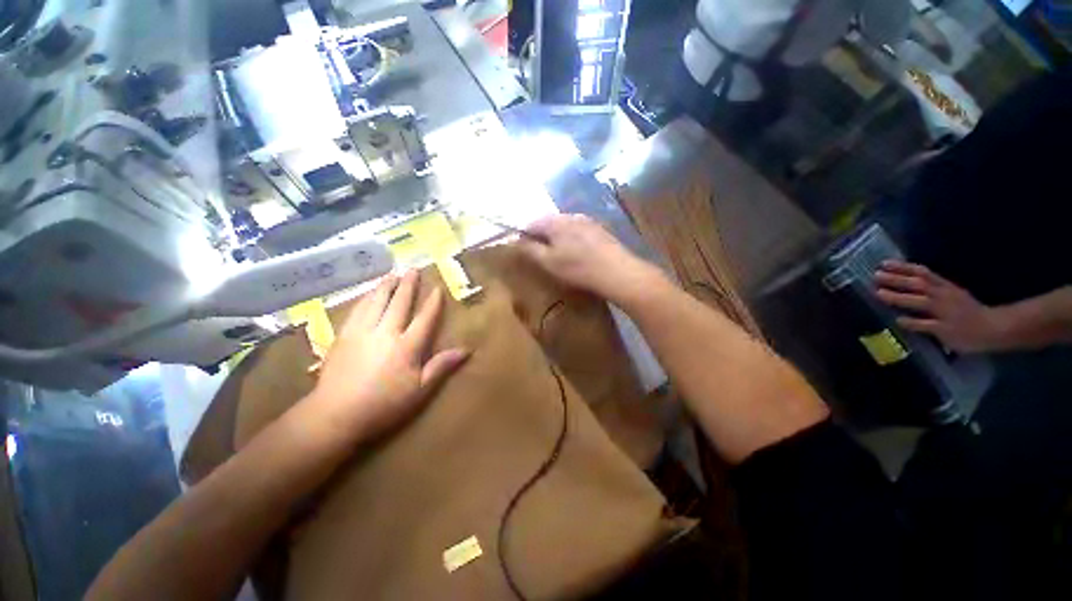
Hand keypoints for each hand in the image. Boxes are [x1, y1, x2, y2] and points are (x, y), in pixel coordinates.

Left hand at [306, 271, 468, 441]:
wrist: (339, 410)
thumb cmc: (383, 407)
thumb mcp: (418, 393)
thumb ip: (439, 368)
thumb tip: (465, 350)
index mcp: (407, 347)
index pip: (424, 319)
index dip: (432, 304)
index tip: (438, 288)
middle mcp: (386, 331)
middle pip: (399, 303)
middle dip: (408, 285)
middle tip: (413, 269)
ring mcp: (362, 330)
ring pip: (377, 300)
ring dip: (386, 286)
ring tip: (393, 275)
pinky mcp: (344, 333)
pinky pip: (358, 308)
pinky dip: (366, 297)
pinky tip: (368, 294)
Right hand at [520, 214, 663, 304]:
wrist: (618, 272)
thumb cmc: (579, 268)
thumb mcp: (548, 262)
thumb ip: (530, 249)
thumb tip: (515, 240)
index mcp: (555, 221)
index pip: (531, 223)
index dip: (524, 236)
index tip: (522, 251)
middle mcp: (571, 215)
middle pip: (549, 223)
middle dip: (542, 236)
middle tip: (540, 255)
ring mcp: (588, 221)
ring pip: (565, 226)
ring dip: (558, 238)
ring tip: (558, 256)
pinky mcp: (601, 230)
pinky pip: (579, 231)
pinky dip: (573, 240)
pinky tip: (578, 255)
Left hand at [874, 261, 1002, 352]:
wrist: (988, 327)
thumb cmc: (971, 312)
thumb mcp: (955, 294)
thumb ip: (939, 291)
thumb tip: (921, 288)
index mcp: (945, 285)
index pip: (921, 272)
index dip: (903, 267)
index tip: (885, 263)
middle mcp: (943, 294)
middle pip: (916, 283)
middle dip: (896, 278)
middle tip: (876, 275)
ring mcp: (944, 312)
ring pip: (918, 301)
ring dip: (899, 297)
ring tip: (880, 294)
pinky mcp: (945, 330)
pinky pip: (927, 325)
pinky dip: (913, 322)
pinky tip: (899, 320)